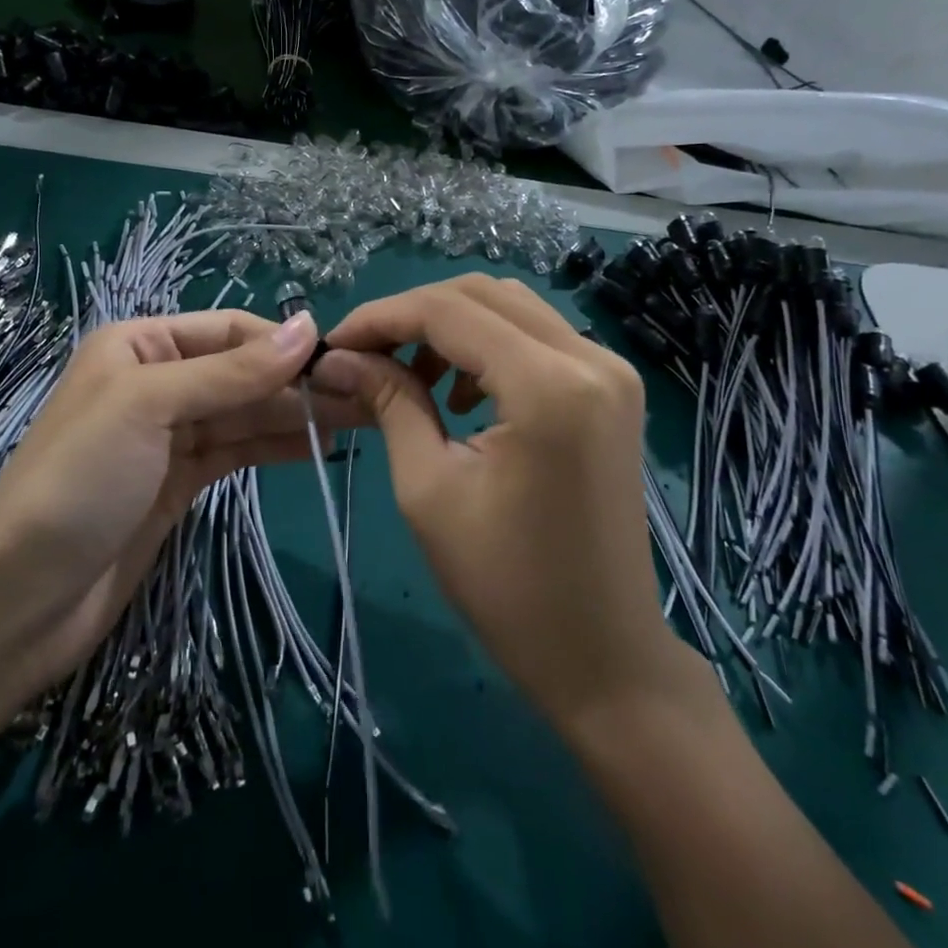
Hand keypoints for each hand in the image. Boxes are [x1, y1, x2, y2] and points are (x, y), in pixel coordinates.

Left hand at [0, 309, 366, 700]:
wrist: (23, 598)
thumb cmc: (79, 480)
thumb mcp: (151, 407)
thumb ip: (232, 371)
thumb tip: (307, 326)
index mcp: (139, 345)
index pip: (229, 330)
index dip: (282, 343)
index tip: (342, 362)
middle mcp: (156, 381)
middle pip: (242, 372)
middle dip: (296, 383)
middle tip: (364, 397)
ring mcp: (169, 436)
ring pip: (244, 413)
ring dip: (294, 415)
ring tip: (356, 421)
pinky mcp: (180, 482)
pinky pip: (237, 451)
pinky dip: (274, 447)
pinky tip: (317, 449)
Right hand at [316, 275, 681, 735]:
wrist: (602, 654)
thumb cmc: (506, 586)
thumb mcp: (429, 489)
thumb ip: (389, 403)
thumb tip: (340, 359)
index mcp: (548, 386)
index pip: (448, 311)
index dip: (381, 317)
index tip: (334, 344)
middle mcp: (590, 359)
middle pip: (483, 294)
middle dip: (413, 314)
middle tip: (365, 355)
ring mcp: (611, 371)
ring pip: (512, 308)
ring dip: (452, 327)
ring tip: (409, 377)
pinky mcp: (613, 390)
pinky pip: (539, 338)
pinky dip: (489, 346)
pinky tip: (459, 393)